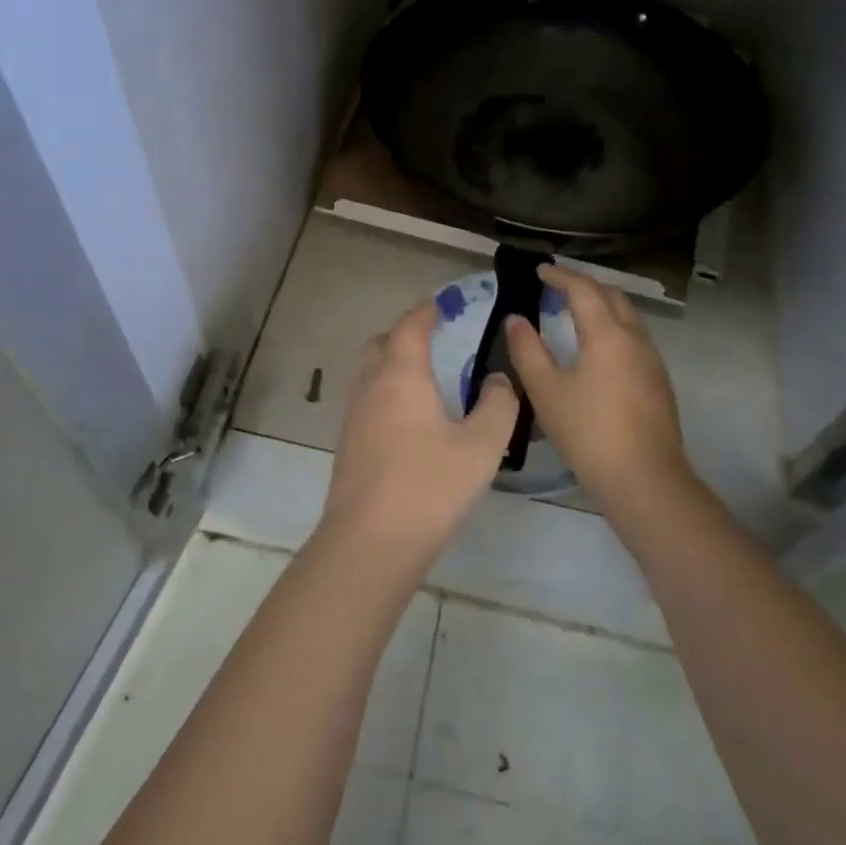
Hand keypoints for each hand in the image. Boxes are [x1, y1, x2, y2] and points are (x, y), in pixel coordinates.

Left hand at [318, 299, 518, 572]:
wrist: (370, 541)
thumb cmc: (429, 485)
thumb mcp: (481, 445)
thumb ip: (497, 406)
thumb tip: (497, 380)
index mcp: (401, 375)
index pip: (410, 326)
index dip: (426, 310)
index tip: (442, 304)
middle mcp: (371, 386)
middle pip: (382, 344)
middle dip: (405, 335)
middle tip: (434, 341)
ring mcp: (354, 416)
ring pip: (371, 374)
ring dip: (394, 366)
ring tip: (426, 382)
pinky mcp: (348, 444)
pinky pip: (368, 402)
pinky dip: (387, 395)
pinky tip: (409, 422)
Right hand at [505, 264, 690, 512]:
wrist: (645, 481)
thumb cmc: (589, 432)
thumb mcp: (546, 391)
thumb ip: (527, 350)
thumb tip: (515, 319)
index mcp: (607, 334)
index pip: (583, 289)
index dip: (560, 276)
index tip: (540, 270)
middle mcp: (635, 339)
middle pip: (612, 296)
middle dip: (584, 285)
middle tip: (557, 286)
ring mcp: (652, 361)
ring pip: (627, 317)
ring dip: (601, 305)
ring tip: (574, 311)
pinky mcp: (658, 383)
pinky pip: (634, 338)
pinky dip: (612, 327)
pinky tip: (597, 348)